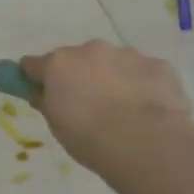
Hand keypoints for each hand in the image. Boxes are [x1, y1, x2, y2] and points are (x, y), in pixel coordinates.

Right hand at [20, 40, 193, 183]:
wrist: (145, 143)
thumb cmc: (89, 137)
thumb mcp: (56, 125)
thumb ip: (47, 102)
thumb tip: (41, 93)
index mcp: (59, 63)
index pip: (34, 64)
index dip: (36, 78)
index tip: (41, 92)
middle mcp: (90, 50)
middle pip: (77, 59)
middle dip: (80, 76)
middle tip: (88, 107)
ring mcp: (127, 55)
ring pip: (113, 63)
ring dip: (113, 79)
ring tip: (124, 113)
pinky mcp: (159, 65)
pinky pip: (144, 73)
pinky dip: (143, 87)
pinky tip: (150, 112)